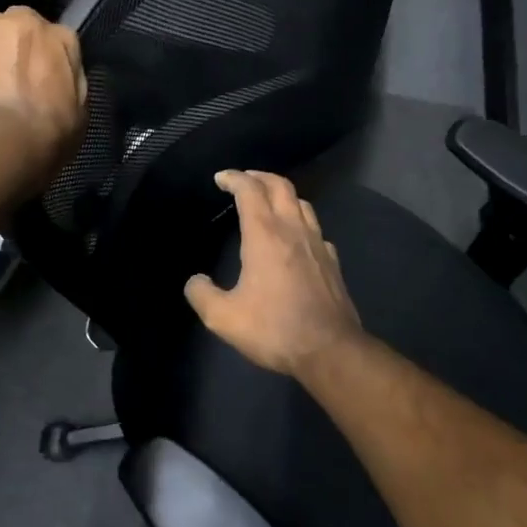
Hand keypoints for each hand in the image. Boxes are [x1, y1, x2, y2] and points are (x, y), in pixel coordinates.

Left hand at [0, 6, 86, 183]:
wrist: (6, 138)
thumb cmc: (52, 127)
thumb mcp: (81, 107)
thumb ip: (72, 80)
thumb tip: (62, 76)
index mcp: (62, 37)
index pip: (61, 39)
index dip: (55, 59)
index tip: (51, 78)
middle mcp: (27, 23)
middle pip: (24, 25)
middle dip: (24, 43)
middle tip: (23, 74)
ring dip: (0, 50)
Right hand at [184, 170, 364, 378]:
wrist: (330, 351)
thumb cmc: (274, 328)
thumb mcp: (224, 318)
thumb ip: (202, 295)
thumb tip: (195, 281)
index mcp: (265, 235)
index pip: (250, 190)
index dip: (234, 178)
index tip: (220, 178)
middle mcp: (293, 230)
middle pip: (280, 186)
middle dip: (259, 176)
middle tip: (243, 179)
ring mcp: (318, 244)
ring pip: (302, 203)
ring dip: (282, 194)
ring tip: (268, 201)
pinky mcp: (332, 262)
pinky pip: (315, 229)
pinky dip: (300, 221)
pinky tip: (295, 237)